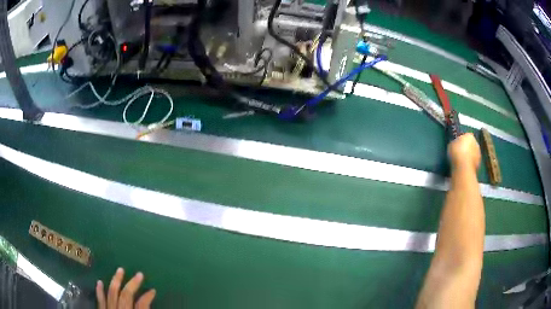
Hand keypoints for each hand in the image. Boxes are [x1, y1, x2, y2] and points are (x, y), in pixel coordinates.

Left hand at [96, 268, 155, 308]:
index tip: (153, 290)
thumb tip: (147, 302)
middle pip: (125, 295)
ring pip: (111, 293)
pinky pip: (100, 299)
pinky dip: (100, 291)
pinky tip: (100, 282)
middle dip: (132, 284)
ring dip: (116, 281)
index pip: (141, 305)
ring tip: (120, 270)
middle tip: (139, 274)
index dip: (147, 297)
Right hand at [448, 133, 480, 170]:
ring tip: (463, 161)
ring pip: (473, 153)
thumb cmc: (456, 152)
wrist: (463, 167)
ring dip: (469, 155)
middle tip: (461, 152)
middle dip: (467, 147)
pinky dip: (470, 163)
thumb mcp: (451, 145)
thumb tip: (456, 144)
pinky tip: (465, 166)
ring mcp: (478, 153)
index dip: (462, 140)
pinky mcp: (479, 163)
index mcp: (469, 136)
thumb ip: (455, 143)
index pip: (466, 135)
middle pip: (471, 144)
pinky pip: (473, 161)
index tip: (458, 144)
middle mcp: (476, 143)